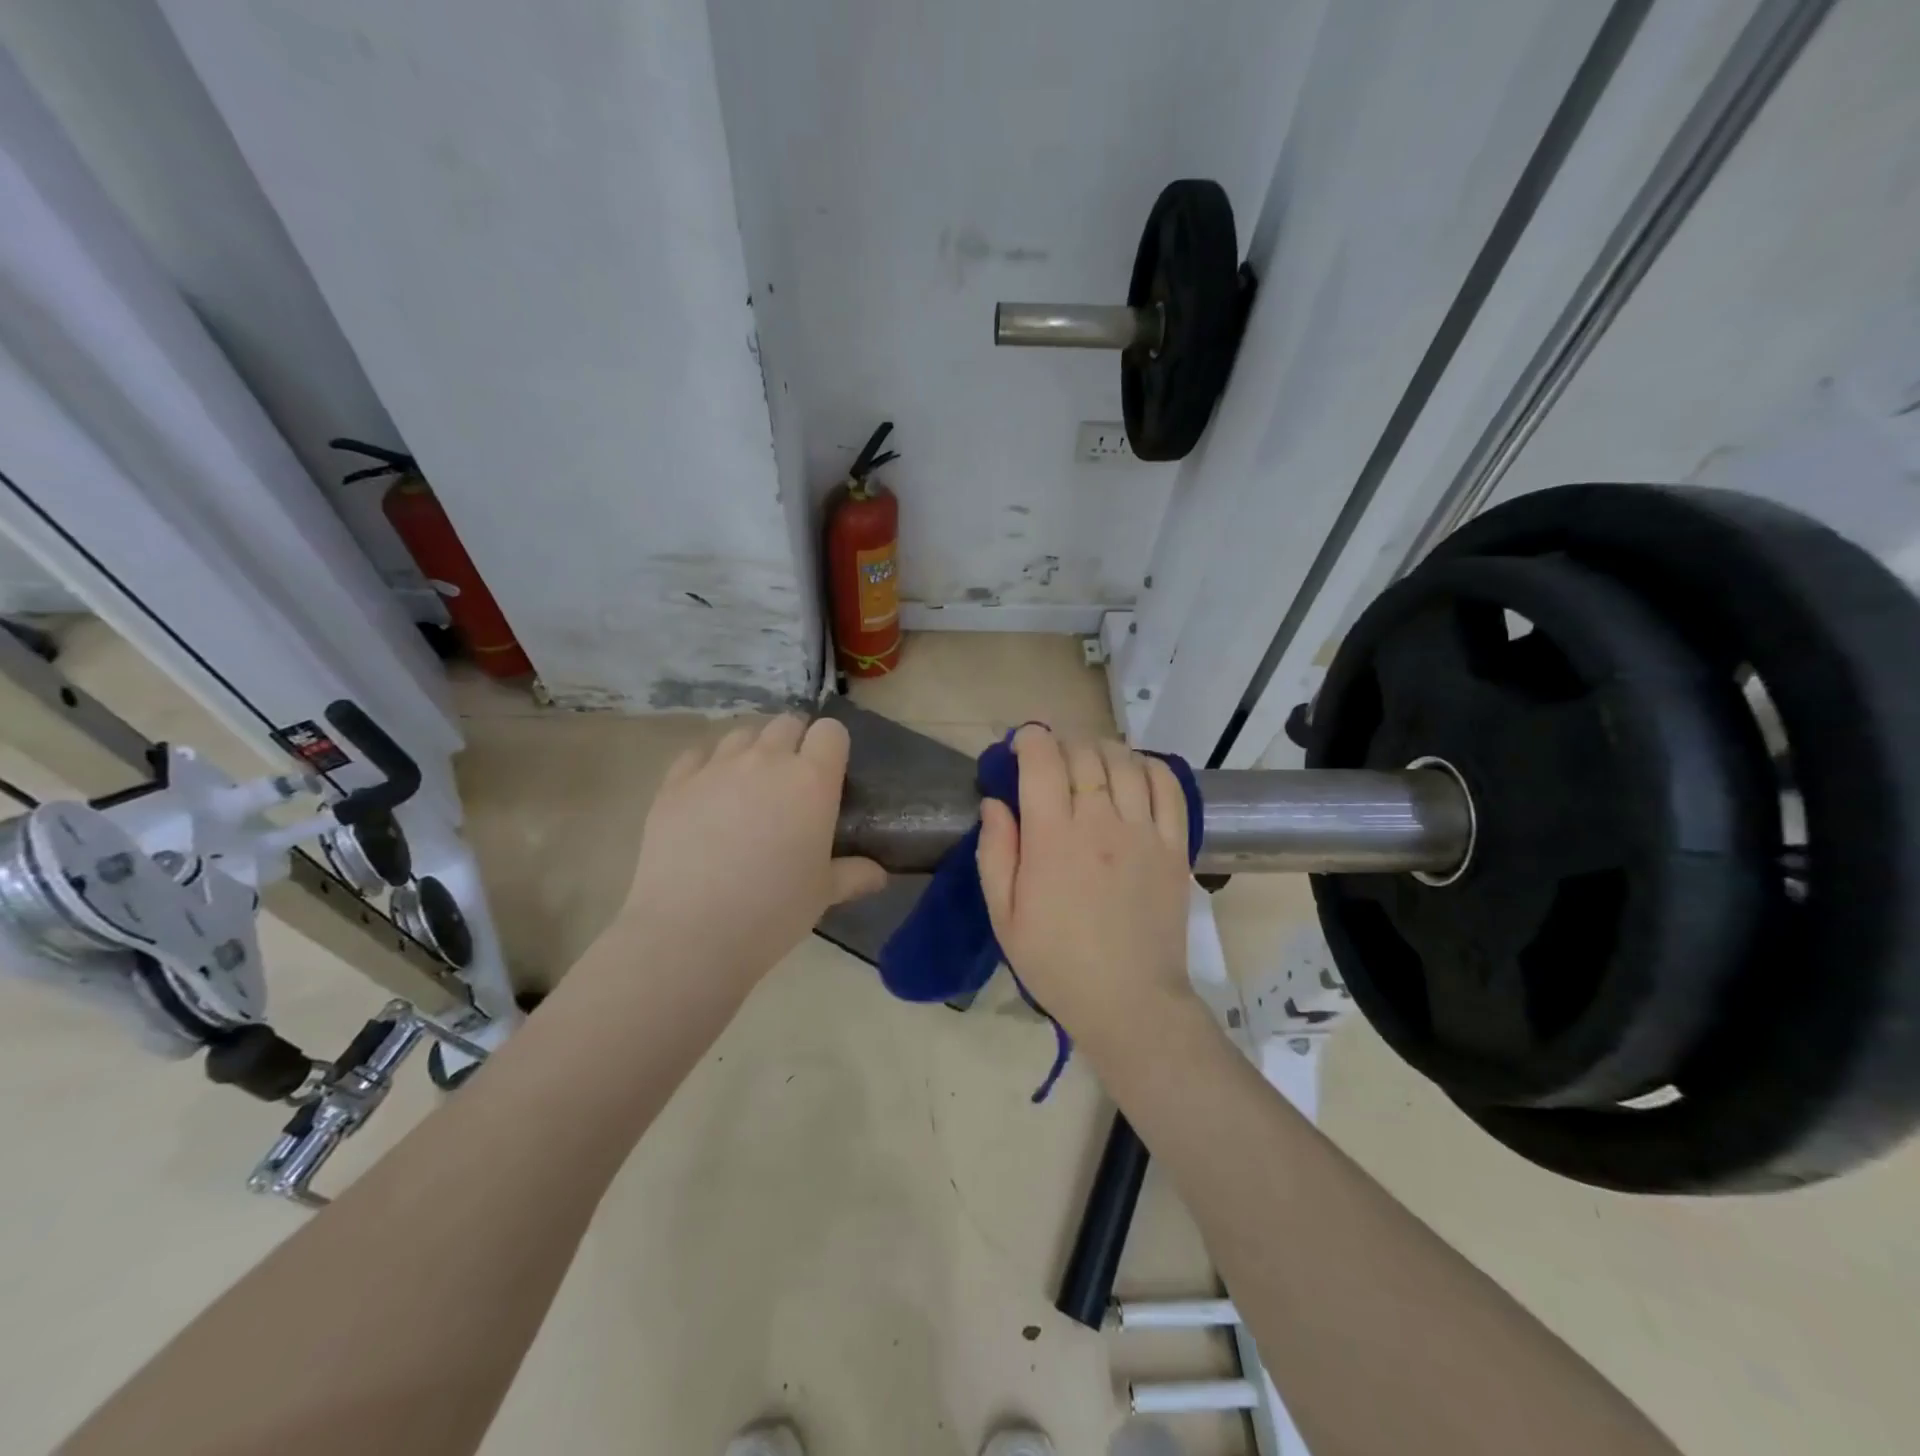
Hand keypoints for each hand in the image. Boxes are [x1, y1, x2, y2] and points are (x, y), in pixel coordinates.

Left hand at [616, 715, 885, 990]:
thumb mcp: (823, 894)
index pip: (831, 732)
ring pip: (741, 734)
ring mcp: (715, 767)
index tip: (829, 774)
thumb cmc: (773, 911)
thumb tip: (880, 875)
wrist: (690, 932)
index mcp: (811, 780)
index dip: (832, 747)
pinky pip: (696, 755)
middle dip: (794, 743)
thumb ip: (854, 874)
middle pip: (786, 724)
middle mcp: (766, 761)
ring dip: (752, 751)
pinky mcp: (674, 783)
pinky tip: (707, 796)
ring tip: (749, 787)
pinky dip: (707, 766)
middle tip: (791, 783)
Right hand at [975, 726, 1195, 1059]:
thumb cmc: (1055, 963)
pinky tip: (1134, 772)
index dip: (1030, 739)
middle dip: (1062, 743)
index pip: (1043, 761)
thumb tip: (994, 803)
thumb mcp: (1004, 916)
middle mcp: (1099, 823)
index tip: (1021, 744)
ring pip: (1125, 762)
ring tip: (1089, 762)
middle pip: (1083, 754)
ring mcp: (1143, 832)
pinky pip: (1168, 788)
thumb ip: (995, 853)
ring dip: (1102, 749)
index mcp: (1052, 839)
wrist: (1128, 1002)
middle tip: (1051, 760)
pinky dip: (1150, 767)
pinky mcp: (1174, 847)